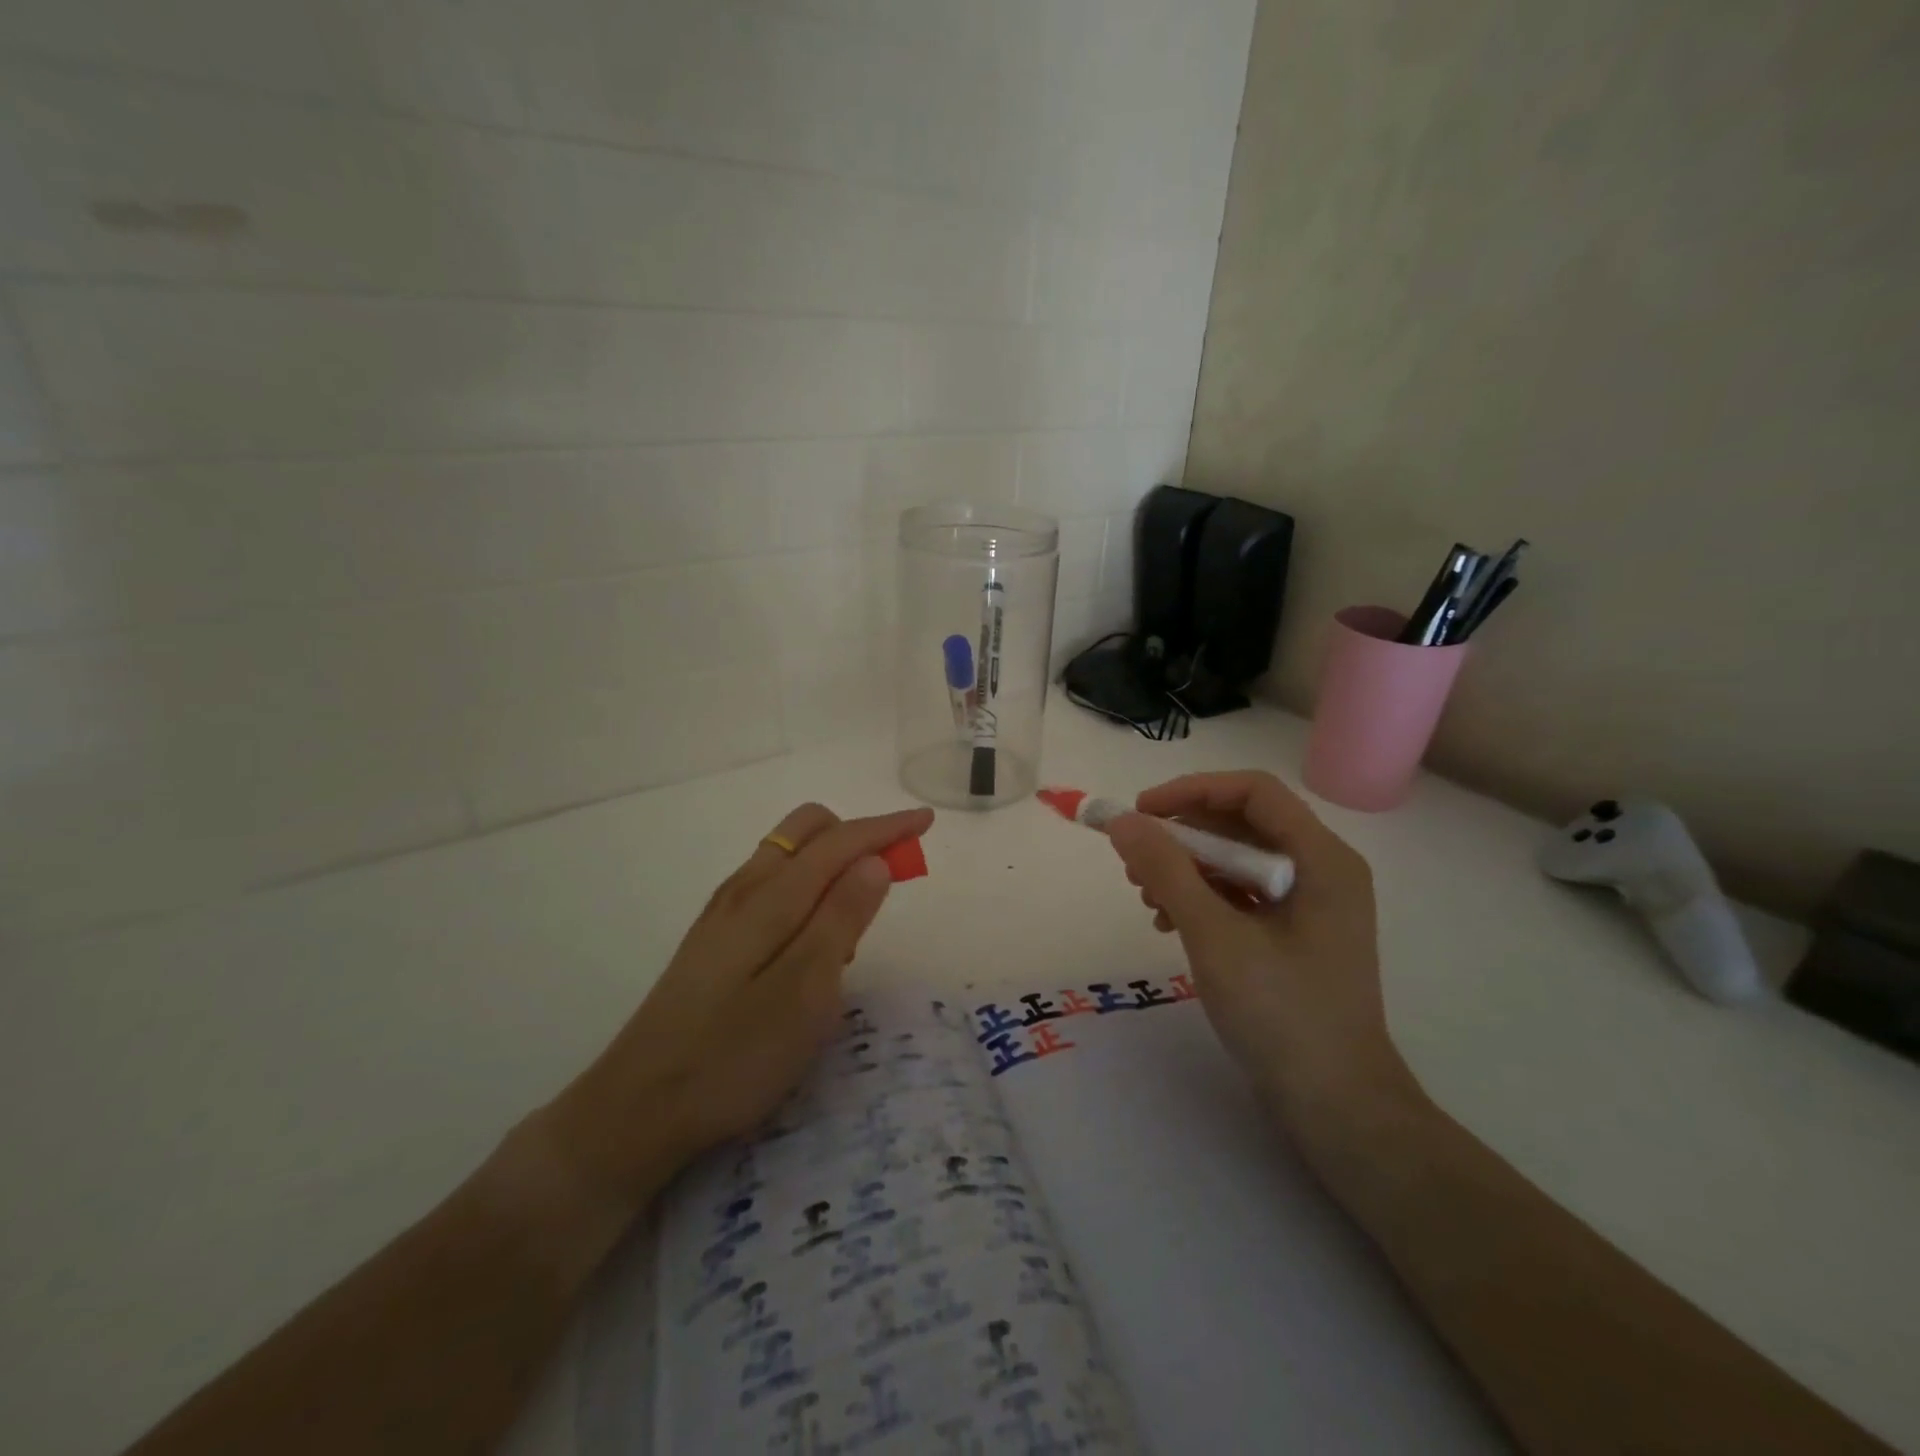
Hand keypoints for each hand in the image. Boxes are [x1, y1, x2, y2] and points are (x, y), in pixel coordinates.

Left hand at [536, 801, 933, 1212]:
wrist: (637, 1109)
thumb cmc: (733, 1055)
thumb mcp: (805, 992)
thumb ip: (842, 919)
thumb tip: (873, 859)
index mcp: (770, 897)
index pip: (839, 841)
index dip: (886, 827)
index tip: (927, 821)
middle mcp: (744, 889)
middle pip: (806, 830)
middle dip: (857, 836)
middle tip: (890, 877)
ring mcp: (723, 913)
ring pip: (787, 855)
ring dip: (832, 862)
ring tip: (855, 920)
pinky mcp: (714, 938)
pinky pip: (771, 884)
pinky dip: (806, 887)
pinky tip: (812, 941)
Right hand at [1105, 772, 1414, 1128]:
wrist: (1337, 1108)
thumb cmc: (1282, 1014)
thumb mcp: (1215, 936)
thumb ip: (1167, 871)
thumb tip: (1123, 822)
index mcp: (1322, 859)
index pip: (1253, 791)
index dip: (1191, 791)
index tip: (1141, 813)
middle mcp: (1322, 870)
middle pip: (1243, 824)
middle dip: (1183, 836)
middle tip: (1134, 861)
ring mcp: (1310, 905)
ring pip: (1238, 860)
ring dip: (1187, 869)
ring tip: (1146, 899)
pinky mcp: (1294, 935)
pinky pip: (1242, 894)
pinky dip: (1202, 898)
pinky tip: (1169, 923)